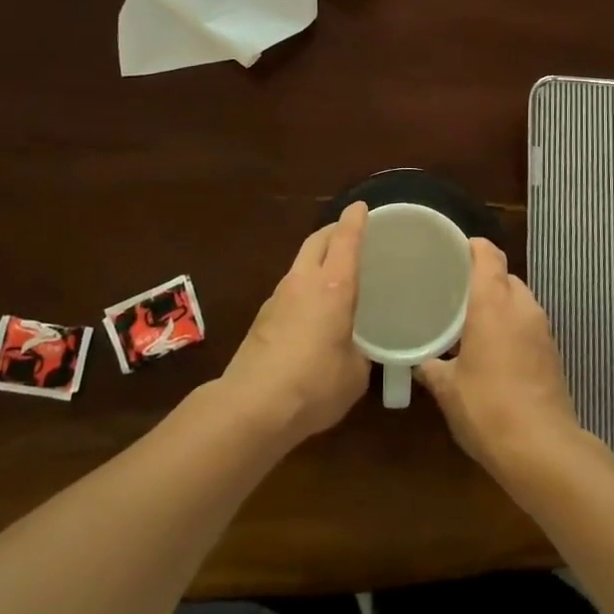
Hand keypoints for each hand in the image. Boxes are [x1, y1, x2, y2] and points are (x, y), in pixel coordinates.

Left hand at [220, 203, 370, 445]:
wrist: (252, 407)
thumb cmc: (315, 384)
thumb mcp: (354, 373)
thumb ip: (360, 353)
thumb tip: (356, 351)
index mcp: (333, 286)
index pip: (345, 239)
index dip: (355, 220)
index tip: (361, 206)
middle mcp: (304, 282)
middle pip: (317, 240)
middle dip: (333, 231)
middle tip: (349, 235)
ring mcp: (278, 298)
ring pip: (300, 264)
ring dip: (316, 260)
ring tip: (332, 275)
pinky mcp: (261, 318)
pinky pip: (288, 290)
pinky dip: (303, 289)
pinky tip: (311, 312)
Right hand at [417, 239, 585, 476]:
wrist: (541, 449)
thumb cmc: (486, 407)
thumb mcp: (447, 388)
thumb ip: (431, 367)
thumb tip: (419, 360)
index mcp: (493, 302)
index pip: (488, 254)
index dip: (471, 247)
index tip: (450, 253)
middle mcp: (522, 306)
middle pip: (504, 276)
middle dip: (482, 280)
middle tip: (453, 293)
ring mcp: (542, 329)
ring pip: (519, 301)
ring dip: (499, 305)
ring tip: (471, 322)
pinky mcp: (553, 352)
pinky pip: (528, 325)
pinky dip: (512, 327)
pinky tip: (494, 350)